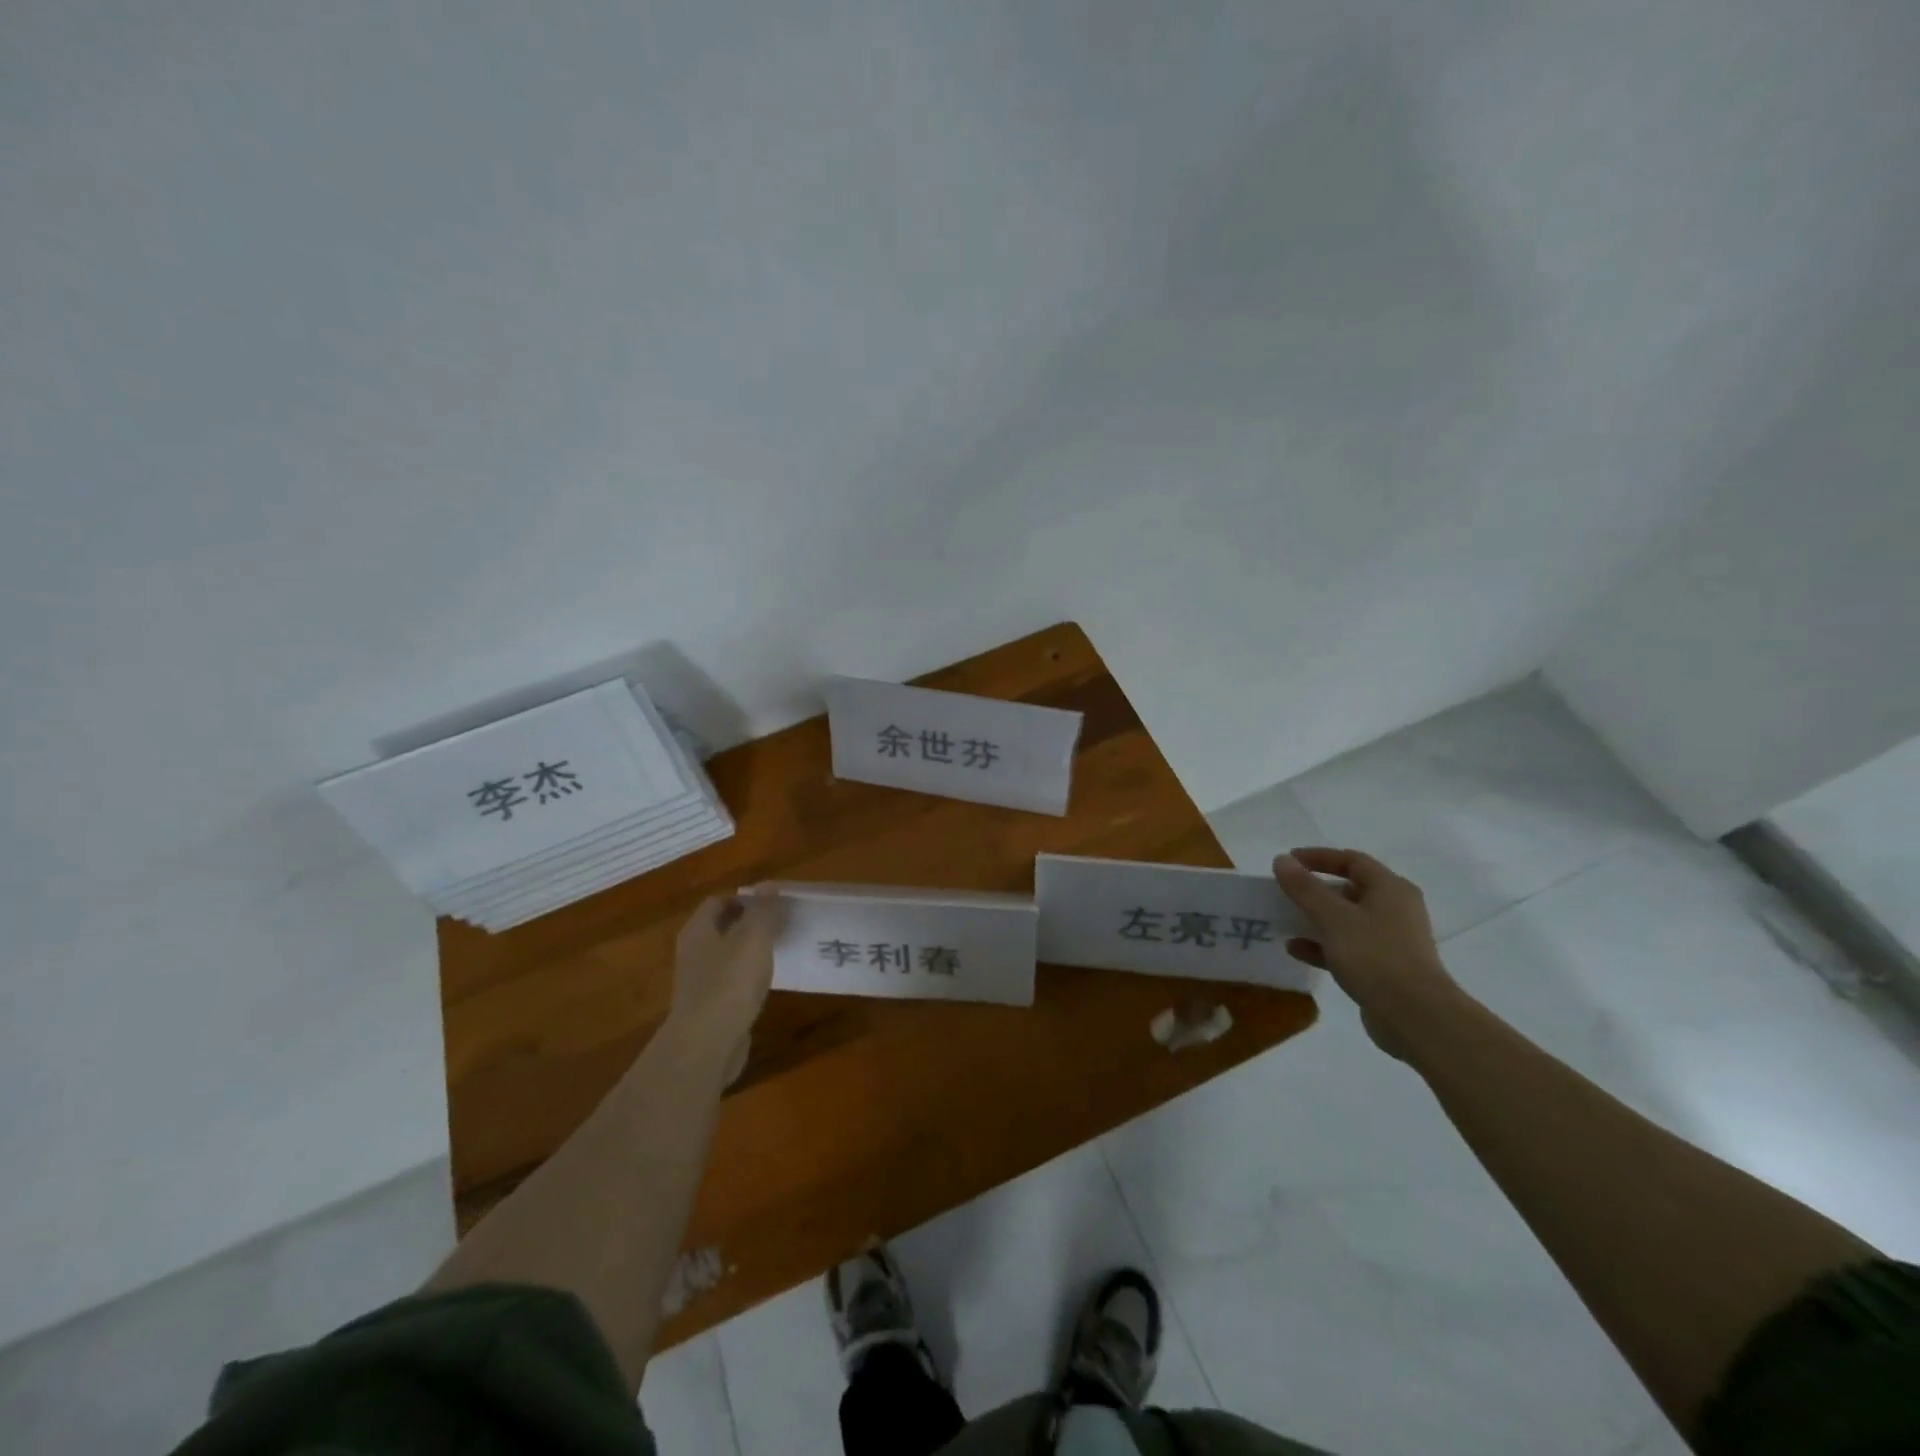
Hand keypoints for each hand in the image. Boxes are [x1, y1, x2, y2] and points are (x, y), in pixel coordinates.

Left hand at [670, 891, 784, 1075]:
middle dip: (748, 924)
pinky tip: (765, 985)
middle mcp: (692, 953)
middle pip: (720, 928)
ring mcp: (698, 983)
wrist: (707, 1044)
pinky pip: (729, 983)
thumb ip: (764, 910)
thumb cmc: (730, 982)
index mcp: (698, 930)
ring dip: (748, 953)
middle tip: (779, 925)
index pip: (717, 902)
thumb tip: (768, 885)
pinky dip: (746, 979)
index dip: (744, 898)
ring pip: (726, 957)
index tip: (771, 904)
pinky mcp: (708, 1009)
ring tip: (777, 953)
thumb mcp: (754, 938)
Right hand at [1273, 847, 1460, 1056]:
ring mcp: (1391, 941)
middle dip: (1315, 890)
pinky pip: (1347, 947)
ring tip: (1286, 920)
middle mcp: (1395, 910)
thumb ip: (1305, 888)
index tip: (1288, 861)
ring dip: (1316, 918)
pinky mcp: (1384, 968)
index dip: (1318, 857)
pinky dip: (1322, 945)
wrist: (1415, 1017)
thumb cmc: (1375, 956)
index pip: (1352, 860)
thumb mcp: (1333, 917)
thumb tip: (1281, 860)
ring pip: (1347, 920)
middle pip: (1350, 889)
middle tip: (1286, 891)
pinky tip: (1296, 950)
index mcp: (1391, 889)